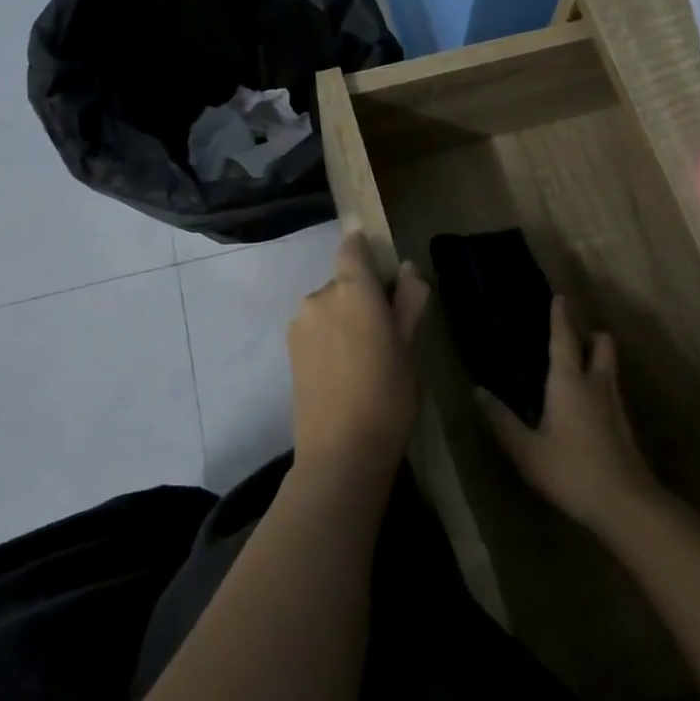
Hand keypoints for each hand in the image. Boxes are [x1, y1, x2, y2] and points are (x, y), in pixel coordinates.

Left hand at [287, 232, 429, 482]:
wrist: (340, 453)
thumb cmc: (388, 395)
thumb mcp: (410, 346)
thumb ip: (409, 300)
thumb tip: (407, 268)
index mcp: (353, 289)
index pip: (353, 247)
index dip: (365, 247)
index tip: (382, 265)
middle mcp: (319, 296)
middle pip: (343, 281)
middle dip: (362, 294)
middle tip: (387, 329)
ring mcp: (300, 324)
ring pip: (329, 307)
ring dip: (345, 317)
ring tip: (366, 356)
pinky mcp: (289, 350)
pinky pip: (316, 328)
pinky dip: (331, 337)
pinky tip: (346, 369)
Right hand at [476, 297, 660, 532]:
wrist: (625, 503)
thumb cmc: (570, 470)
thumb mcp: (526, 450)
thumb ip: (502, 420)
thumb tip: (479, 391)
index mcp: (569, 380)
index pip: (564, 338)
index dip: (560, 316)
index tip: (560, 296)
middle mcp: (596, 383)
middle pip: (602, 343)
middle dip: (590, 334)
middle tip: (572, 338)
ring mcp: (615, 403)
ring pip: (610, 366)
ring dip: (597, 358)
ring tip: (576, 369)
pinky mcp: (624, 425)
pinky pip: (612, 390)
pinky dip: (600, 385)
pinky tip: (586, 406)